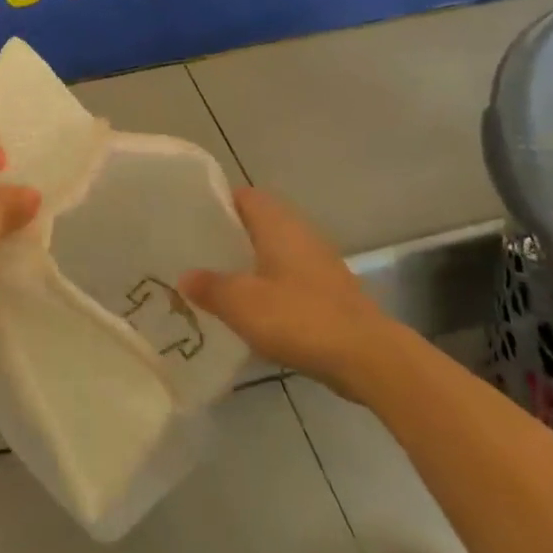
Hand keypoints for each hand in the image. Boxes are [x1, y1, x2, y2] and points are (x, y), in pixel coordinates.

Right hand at [181, 188, 391, 393]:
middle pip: (259, 222)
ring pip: (274, 251)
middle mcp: (300, 233)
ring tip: (217, 281)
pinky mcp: (329, 290)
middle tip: (196, 253)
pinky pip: (289, 276)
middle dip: (229, 236)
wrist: (367, 356)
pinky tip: (252, 309)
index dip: (217, 203)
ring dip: (249, 262)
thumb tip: (185, 276)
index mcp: (278, 224)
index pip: (244, 196)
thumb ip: (210, 287)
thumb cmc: (299, 317)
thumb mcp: (242, 303)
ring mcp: (318, 262)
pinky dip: (269, 285)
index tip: (190, 220)